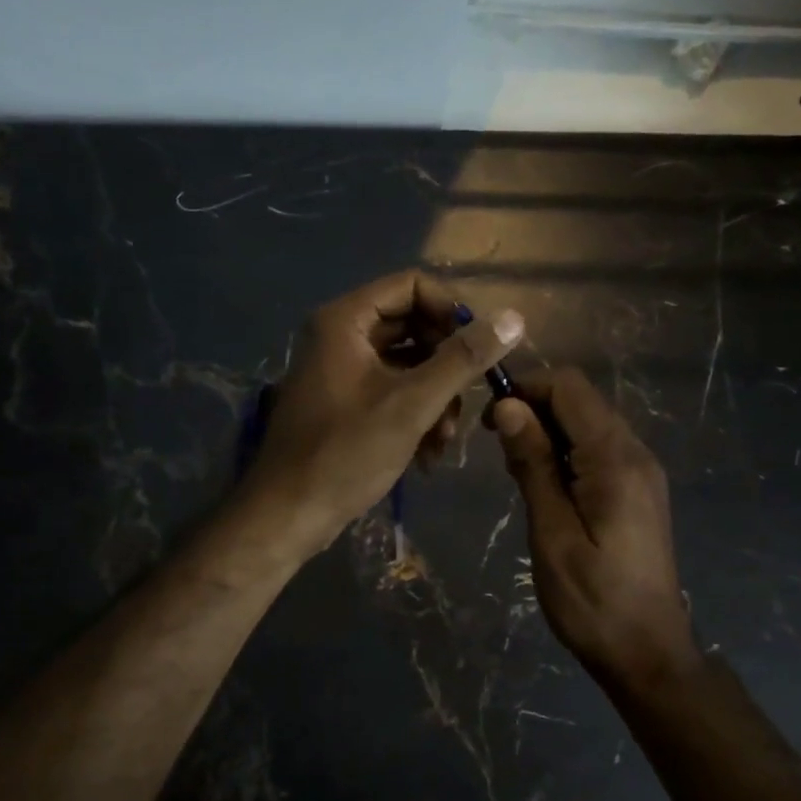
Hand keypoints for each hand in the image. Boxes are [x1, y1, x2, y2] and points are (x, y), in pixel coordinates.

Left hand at [244, 271, 524, 554]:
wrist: (288, 514)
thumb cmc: (346, 452)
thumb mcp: (412, 404)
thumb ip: (462, 359)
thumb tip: (513, 318)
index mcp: (345, 320)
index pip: (412, 286)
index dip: (452, 311)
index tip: (479, 349)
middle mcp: (340, 335)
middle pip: (412, 326)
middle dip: (446, 366)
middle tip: (468, 400)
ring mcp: (340, 370)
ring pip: (407, 364)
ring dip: (435, 398)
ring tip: (444, 440)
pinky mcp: (345, 403)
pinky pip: (392, 392)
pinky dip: (415, 415)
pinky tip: (428, 455)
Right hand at [491, 369, 699, 686]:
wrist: (647, 653)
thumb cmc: (592, 599)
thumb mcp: (552, 532)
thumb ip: (532, 464)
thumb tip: (509, 406)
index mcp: (616, 458)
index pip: (569, 387)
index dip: (526, 389)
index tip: (490, 421)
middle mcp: (635, 452)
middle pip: (580, 400)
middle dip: (534, 410)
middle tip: (501, 455)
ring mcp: (641, 471)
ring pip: (587, 423)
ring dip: (547, 434)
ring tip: (519, 477)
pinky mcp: (638, 489)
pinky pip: (598, 449)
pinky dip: (566, 453)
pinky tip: (547, 490)